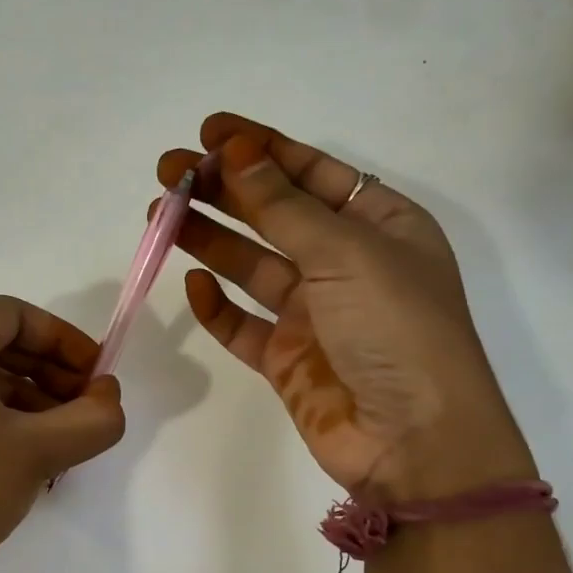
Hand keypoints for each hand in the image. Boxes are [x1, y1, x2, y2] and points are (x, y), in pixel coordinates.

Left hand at [0, 295, 126, 572]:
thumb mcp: (39, 451)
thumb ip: (93, 418)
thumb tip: (108, 397)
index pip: (12, 313)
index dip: (63, 339)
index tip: (95, 374)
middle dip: (44, 370)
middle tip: (82, 407)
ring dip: (18, 395)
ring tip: (55, 437)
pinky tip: (13, 453)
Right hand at [160, 113, 532, 501]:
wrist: (412, 440)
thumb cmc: (395, 329)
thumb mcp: (346, 252)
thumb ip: (284, 207)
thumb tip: (236, 154)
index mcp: (380, 225)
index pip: (312, 173)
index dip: (261, 148)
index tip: (209, 131)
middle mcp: (346, 265)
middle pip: (274, 216)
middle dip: (223, 191)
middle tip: (169, 173)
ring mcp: (314, 315)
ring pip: (250, 267)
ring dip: (208, 240)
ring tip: (160, 215)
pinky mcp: (286, 360)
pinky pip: (242, 325)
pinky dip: (216, 306)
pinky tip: (191, 283)